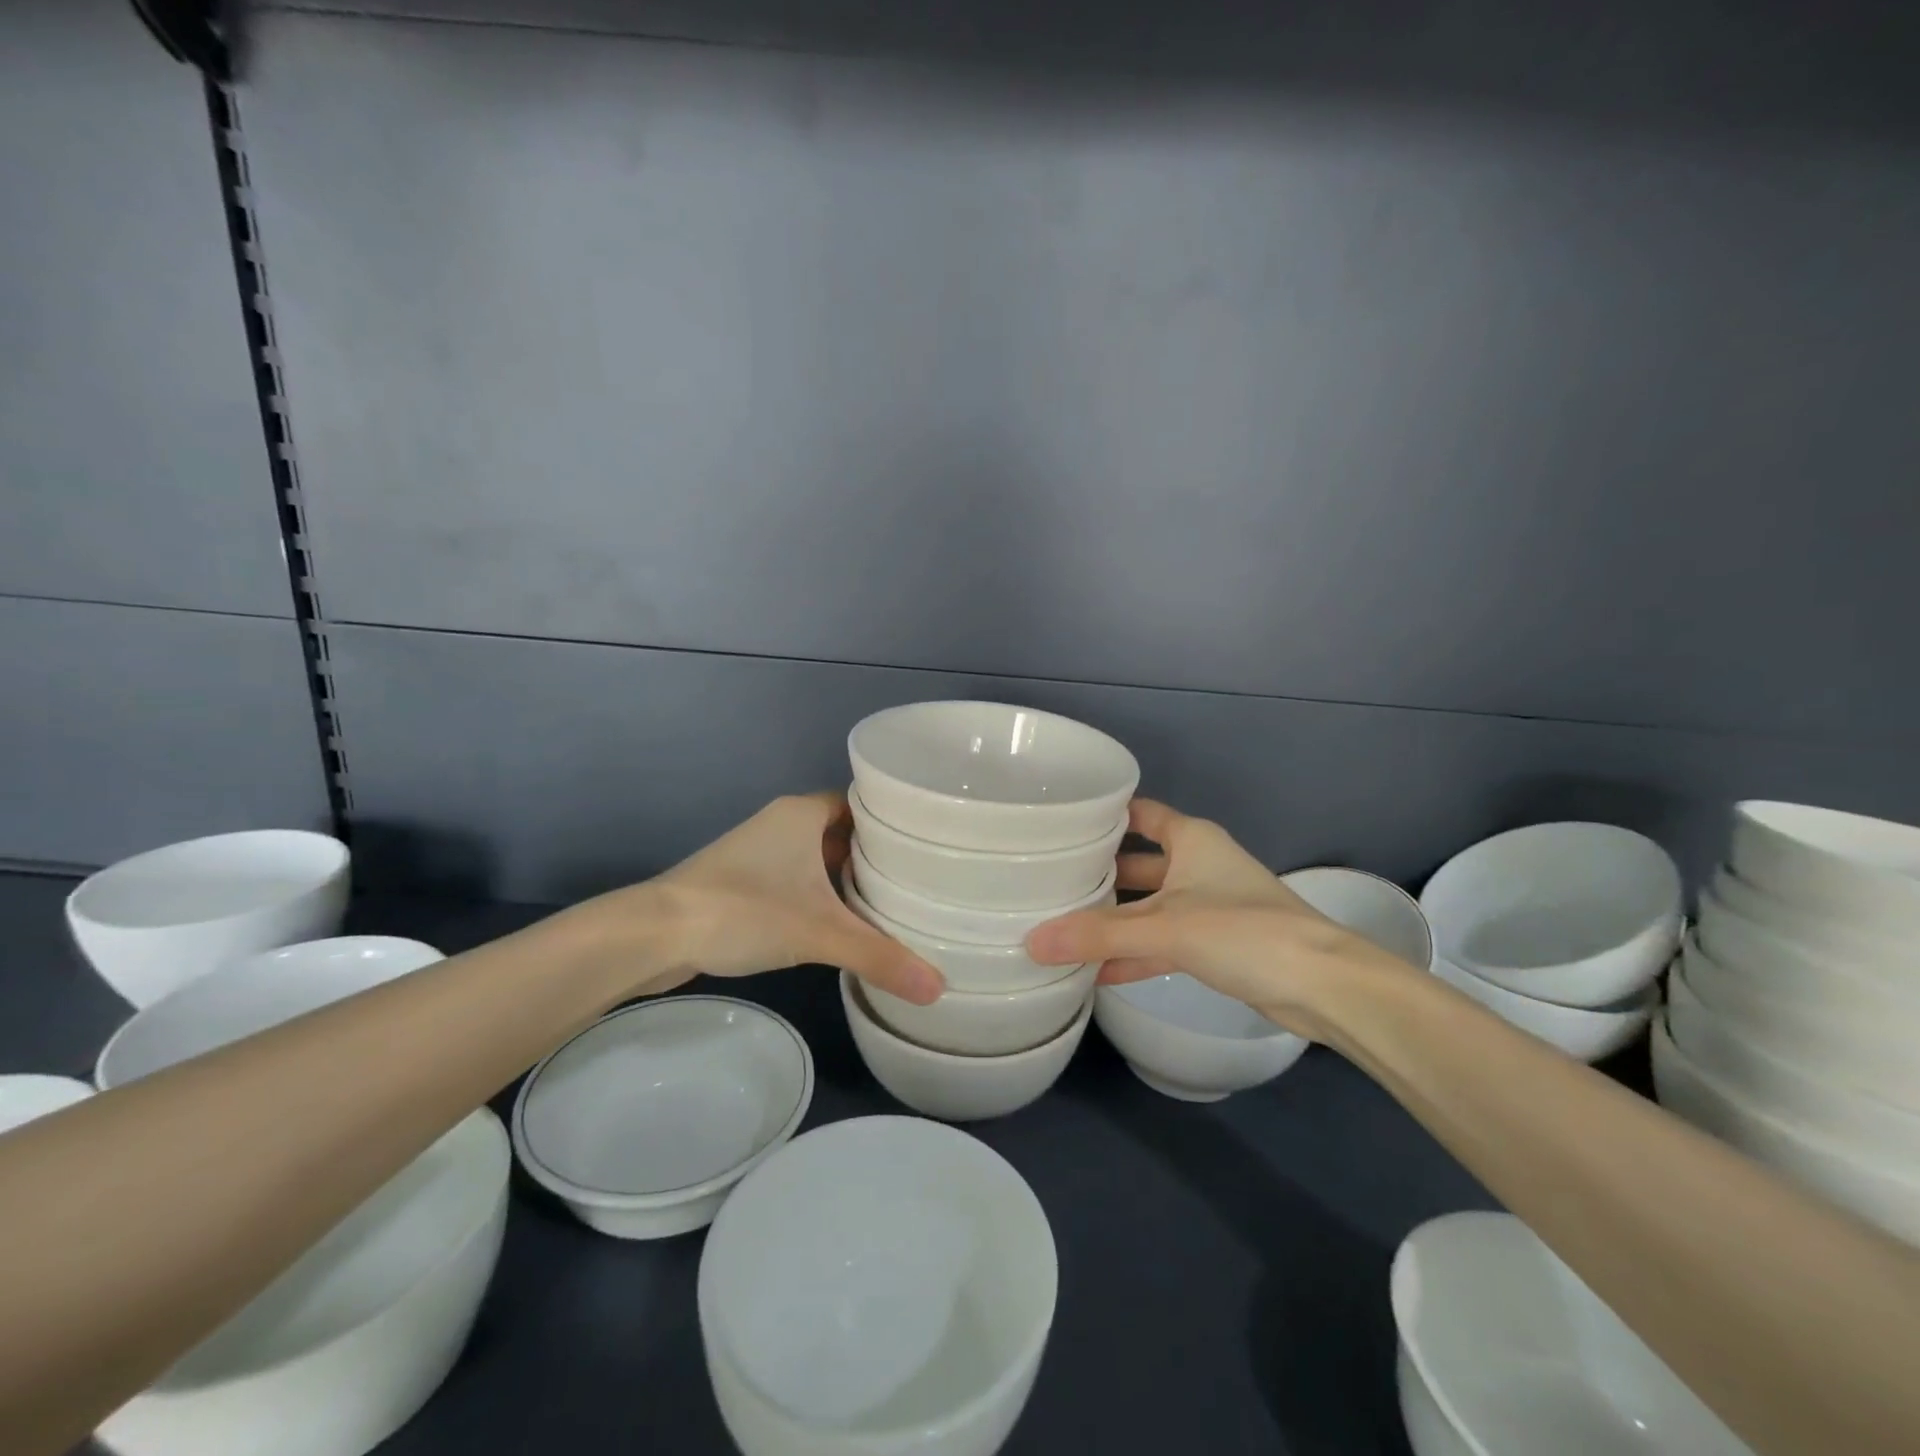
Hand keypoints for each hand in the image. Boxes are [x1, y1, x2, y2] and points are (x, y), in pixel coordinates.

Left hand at [590, 793, 944, 1004]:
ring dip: (845, 877)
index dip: (895, 820)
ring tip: (890, 901)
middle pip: (843, 831)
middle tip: (920, 878)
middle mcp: (782, 823)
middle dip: (876, 854)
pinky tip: (839, 923)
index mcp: (802, 813)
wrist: (654, 934)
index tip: (929, 843)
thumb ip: (879, 957)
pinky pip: (795, 879)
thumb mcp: (819, 933)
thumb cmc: (743, 911)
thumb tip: (938, 989)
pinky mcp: (741, 881)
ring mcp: (758, 852)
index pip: (862, 803)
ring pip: (817, 857)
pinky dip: (818, 895)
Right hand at [1024, 799, 1407, 1037]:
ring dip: (1112, 919)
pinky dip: (1133, 953)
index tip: (1057, 822)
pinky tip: (1095, 970)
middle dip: (1097, 873)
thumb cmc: (1245, 931)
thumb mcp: (1166, 927)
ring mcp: (1206, 906)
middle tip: (1045, 880)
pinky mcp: (1214, 945)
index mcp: (1191, 840)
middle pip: (1136, 862)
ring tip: (1060, 926)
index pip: (1137, 813)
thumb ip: (1099, 935)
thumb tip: (1032, 942)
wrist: (1323, 986)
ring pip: (1147, 906)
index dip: (1101, 814)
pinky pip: (1161, 942)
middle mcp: (1197, 865)